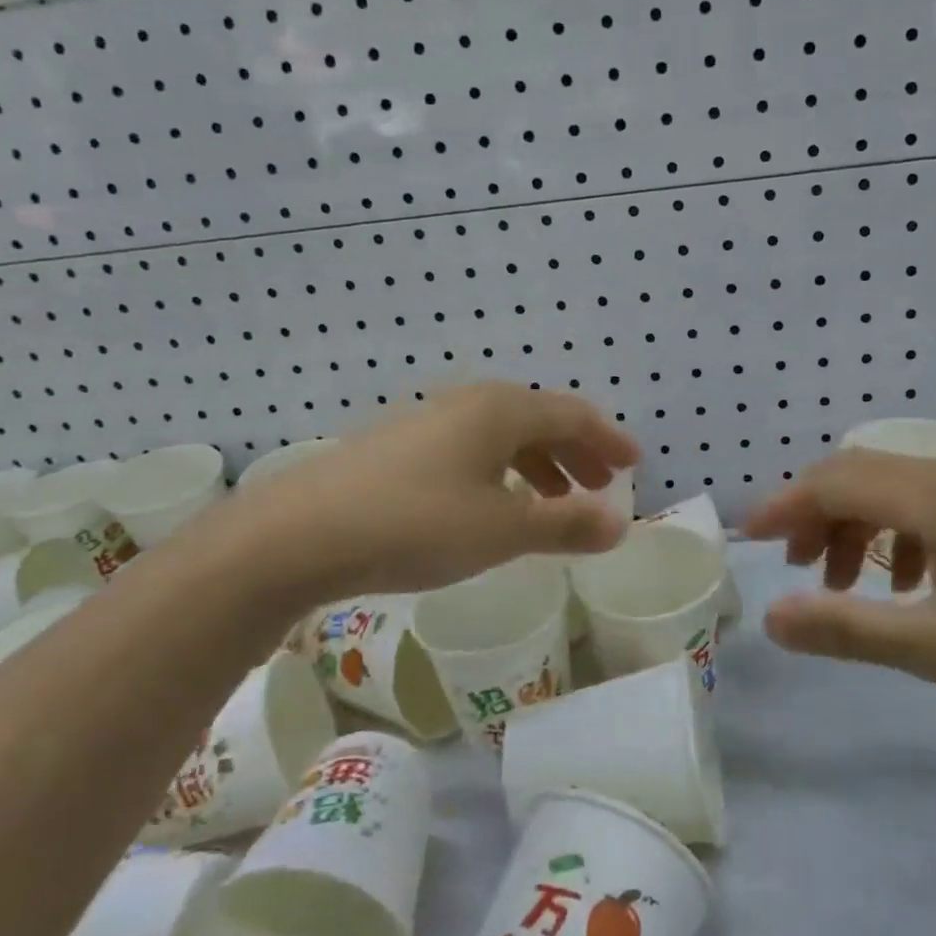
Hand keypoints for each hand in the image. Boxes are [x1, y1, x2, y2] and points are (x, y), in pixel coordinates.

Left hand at [202, 384, 639, 605]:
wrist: (301, 533)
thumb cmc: (417, 524)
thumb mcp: (503, 530)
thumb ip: (566, 524)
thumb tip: (619, 524)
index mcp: (501, 410)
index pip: (572, 415)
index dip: (608, 439)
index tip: (634, 463)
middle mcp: (468, 402)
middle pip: (539, 419)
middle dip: (576, 451)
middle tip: (601, 483)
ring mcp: (429, 421)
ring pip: (503, 435)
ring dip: (539, 463)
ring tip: (555, 500)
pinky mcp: (400, 446)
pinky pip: (471, 448)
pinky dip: (501, 471)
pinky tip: (493, 503)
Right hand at [743, 451, 935, 712]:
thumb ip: (848, 628)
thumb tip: (772, 617)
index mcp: (929, 496)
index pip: (830, 481)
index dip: (783, 507)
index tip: (749, 541)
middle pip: (855, 475)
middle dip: (813, 516)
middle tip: (795, 569)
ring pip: (891, 490)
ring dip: (854, 527)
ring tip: (847, 585)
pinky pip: (926, 506)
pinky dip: (895, 536)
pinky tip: (911, 584)